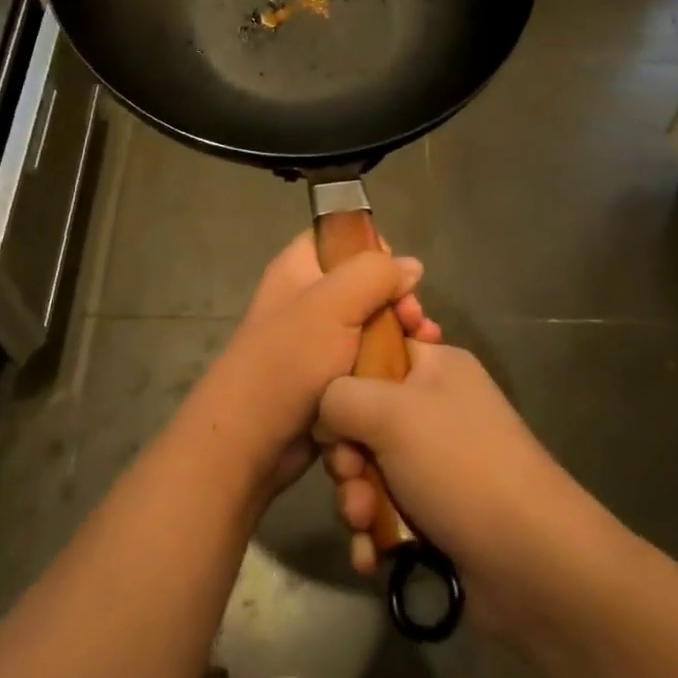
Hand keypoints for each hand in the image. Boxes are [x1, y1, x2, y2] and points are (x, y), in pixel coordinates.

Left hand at [187, 232, 436, 493]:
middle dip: (397, 299)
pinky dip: (391, 362)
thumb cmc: (288, 361)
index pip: (341, 237)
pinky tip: (413, 371)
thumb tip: (411, 266)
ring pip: (372, 324)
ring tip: (425, 346)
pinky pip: (368, 359)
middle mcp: (308, 298)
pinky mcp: (331, 377)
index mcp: (299, 268)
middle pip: (365, 283)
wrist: (253, 441)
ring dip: (401, 333)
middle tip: (415, 321)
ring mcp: (319, 340)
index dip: (374, 250)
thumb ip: (375, 274)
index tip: (397, 277)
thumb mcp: (333, 304)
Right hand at [316, 338, 587, 633]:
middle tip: (351, 477)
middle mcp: (436, 408)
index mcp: (435, 366)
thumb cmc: (459, 465)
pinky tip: (372, 556)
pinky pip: (386, 512)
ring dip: (356, 500)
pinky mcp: (436, 513)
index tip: (329, 409)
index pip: (374, 350)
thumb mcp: (390, 411)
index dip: (344, 378)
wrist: (530, 562)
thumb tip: (326, 417)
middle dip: (347, 455)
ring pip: (369, 470)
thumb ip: (338, 396)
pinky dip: (374, 533)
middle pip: (363, 417)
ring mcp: (437, 463)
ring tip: (364, 524)